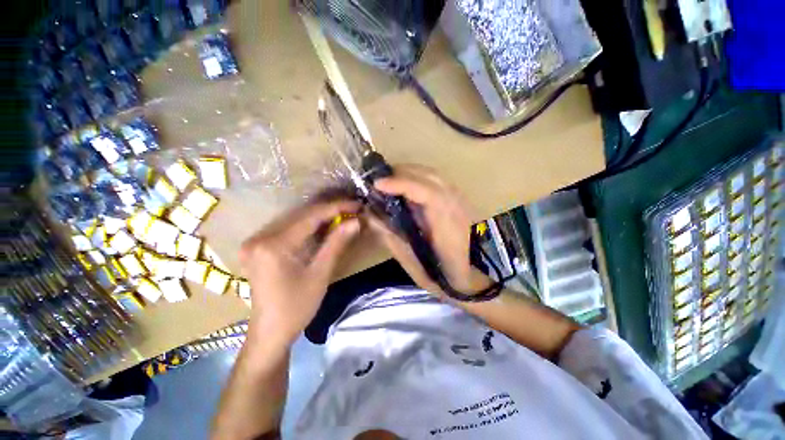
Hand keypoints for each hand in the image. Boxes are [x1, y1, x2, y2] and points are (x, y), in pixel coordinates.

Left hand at [239, 200, 360, 346]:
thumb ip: (337, 243)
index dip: (336, 208)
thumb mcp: (320, 274)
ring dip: (321, 217)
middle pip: (302, 215)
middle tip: (353, 210)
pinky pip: (289, 229)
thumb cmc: (296, 307)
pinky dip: (310, 227)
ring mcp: (256, 242)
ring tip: (344, 215)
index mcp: (274, 245)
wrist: (270, 332)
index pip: (310, 216)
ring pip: (296, 221)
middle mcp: (260, 237)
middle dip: (330, 211)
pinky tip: (325, 226)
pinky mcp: (259, 247)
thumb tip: (355, 221)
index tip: (357, 205)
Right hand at [367, 165, 490, 295]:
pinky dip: (419, 178)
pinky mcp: (459, 201)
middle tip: (379, 181)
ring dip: (410, 173)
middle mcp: (456, 204)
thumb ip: (392, 238)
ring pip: (433, 175)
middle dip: (401, 173)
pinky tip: (408, 186)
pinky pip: (437, 181)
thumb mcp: (413, 263)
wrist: (474, 278)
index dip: (400, 184)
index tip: (377, 184)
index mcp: (447, 223)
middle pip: (428, 176)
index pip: (425, 191)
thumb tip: (371, 217)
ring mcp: (460, 200)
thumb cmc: (443, 276)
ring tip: (390, 181)